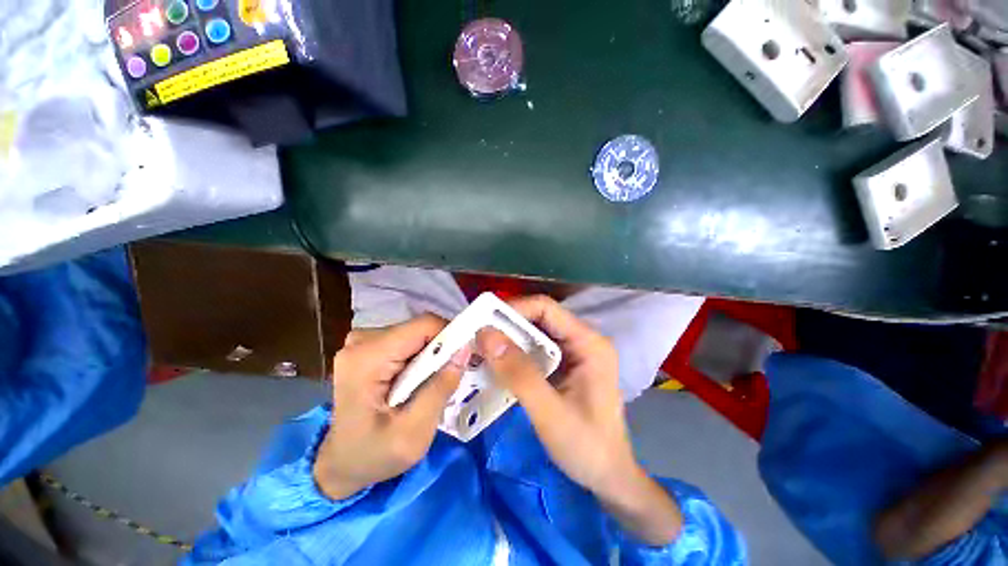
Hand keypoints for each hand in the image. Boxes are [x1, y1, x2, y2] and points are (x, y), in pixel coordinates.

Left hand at [313, 314, 469, 500]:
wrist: (341, 463)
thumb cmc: (374, 454)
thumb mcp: (414, 432)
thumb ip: (440, 389)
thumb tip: (465, 350)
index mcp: (367, 358)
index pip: (423, 325)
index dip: (450, 335)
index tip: (464, 357)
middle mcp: (361, 341)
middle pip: (419, 328)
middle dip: (441, 347)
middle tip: (450, 374)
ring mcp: (362, 341)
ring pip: (416, 332)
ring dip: (432, 352)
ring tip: (434, 380)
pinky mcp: (368, 346)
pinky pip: (407, 339)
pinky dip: (420, 355)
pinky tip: (419, 378)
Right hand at [475, 296, 681, 545]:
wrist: (609, 478)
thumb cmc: (587, 448)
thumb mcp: (550, 412)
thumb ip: (519, 373)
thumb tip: (486, 335)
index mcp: (589, 343)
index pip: (546, 309)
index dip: (514, 309)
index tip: (484, 322)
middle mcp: (582, 340)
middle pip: (539, 319)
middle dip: (506, 325)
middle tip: (476, 337)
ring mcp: (574, 353)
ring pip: (535, 334)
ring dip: (508, 340)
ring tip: (480, 349)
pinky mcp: (564, 367)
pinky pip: (535, 351)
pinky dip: (514, 355)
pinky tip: (496, 364)